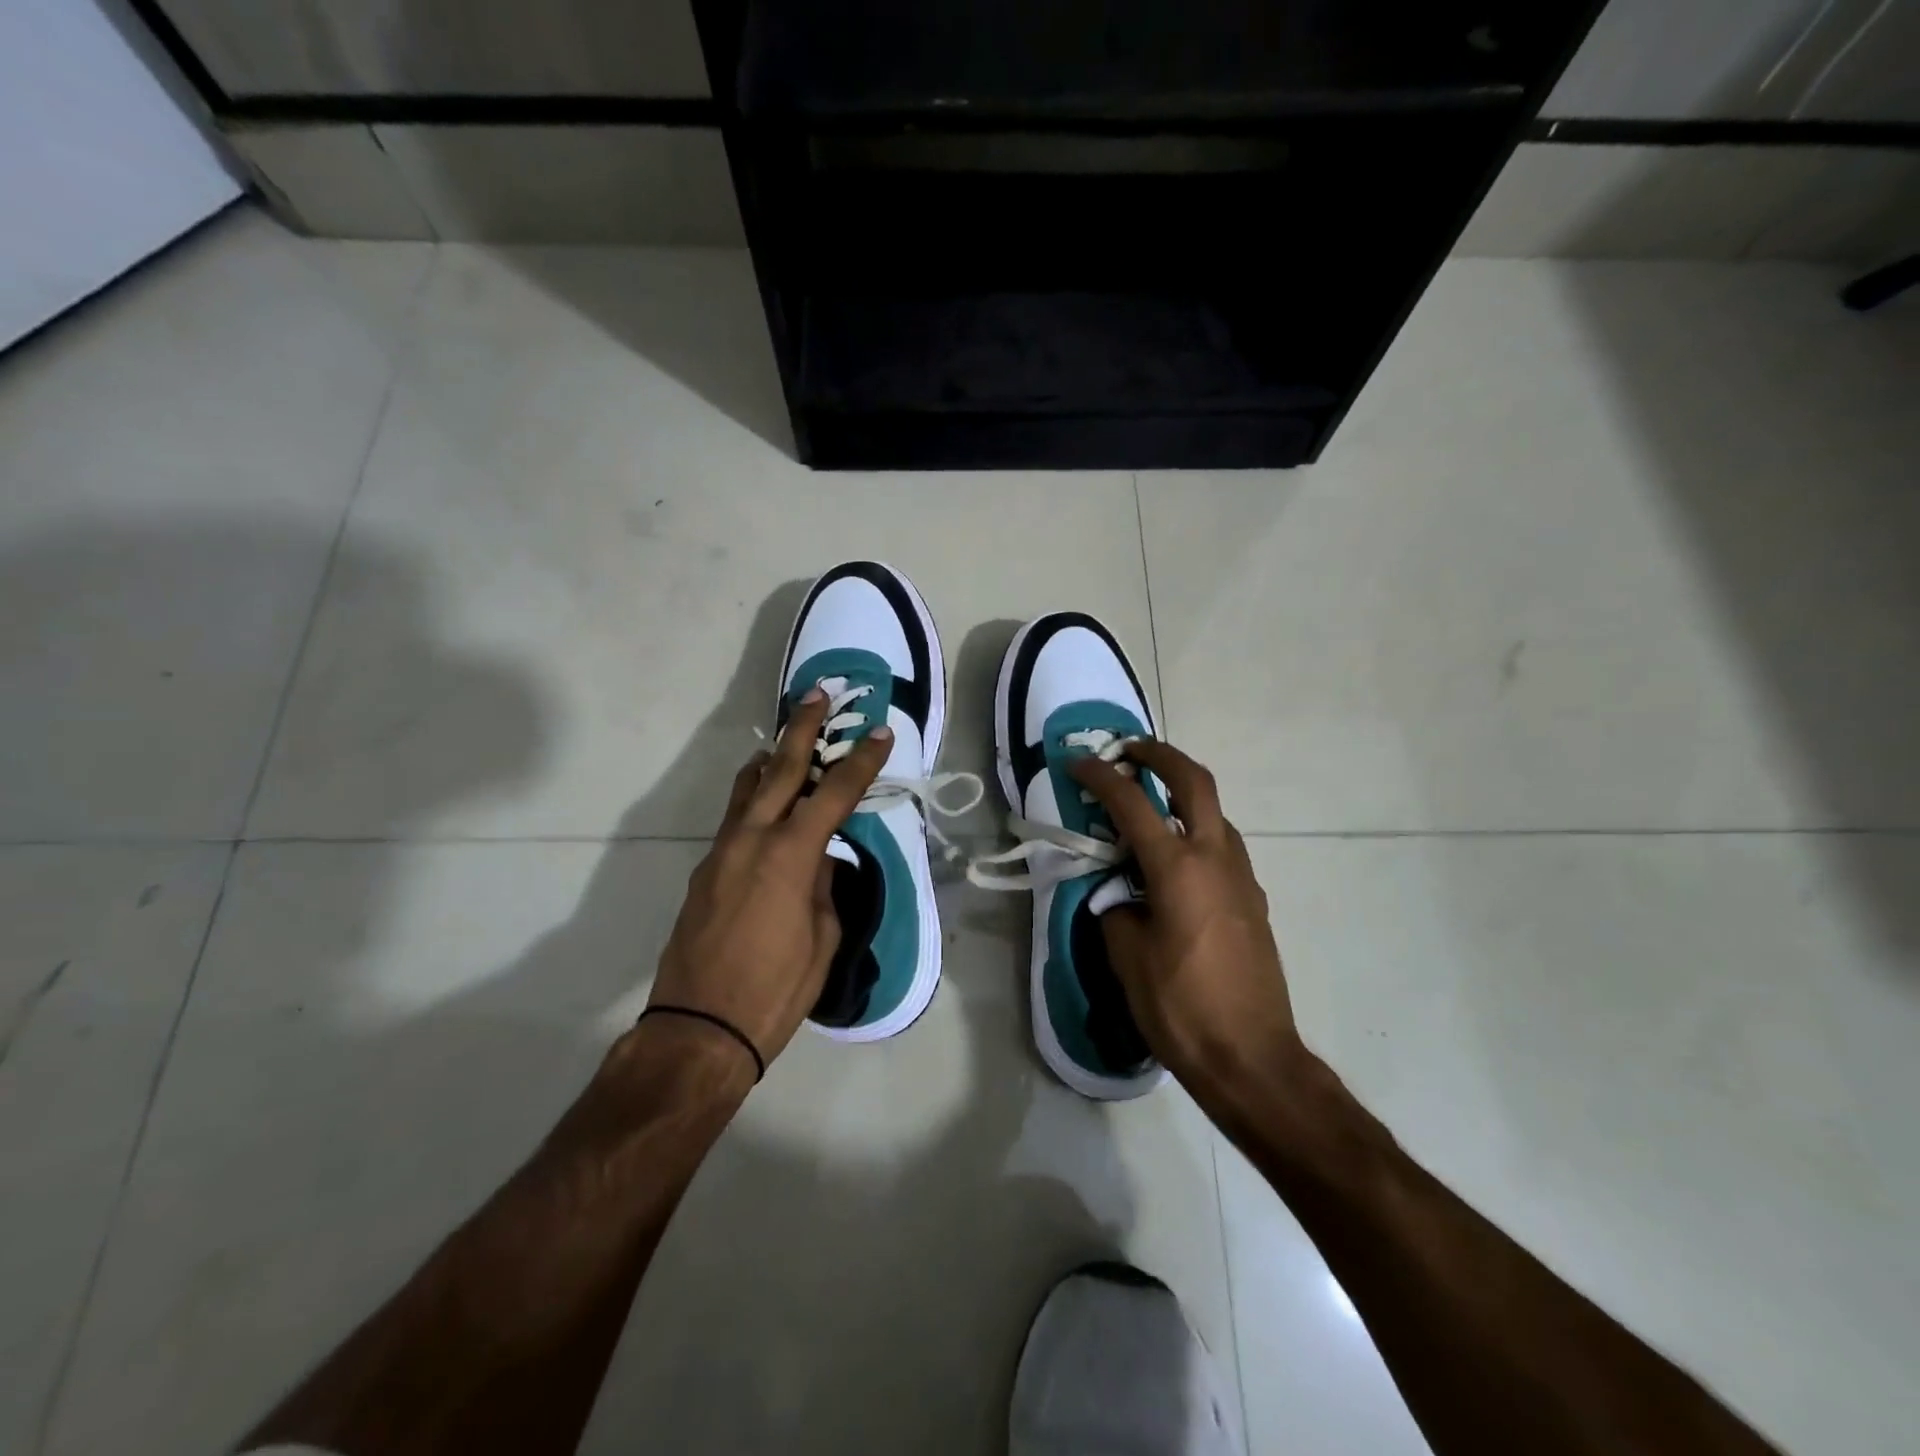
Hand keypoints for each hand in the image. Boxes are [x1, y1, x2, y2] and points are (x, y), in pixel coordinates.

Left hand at [650, 689, 889, 1072]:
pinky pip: (735, 819)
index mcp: (789, 856)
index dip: (860, 761)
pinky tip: (765, 803)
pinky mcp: (705, 871)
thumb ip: (825, 888)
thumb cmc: (775, 989)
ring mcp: (721, 853)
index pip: (833, 794)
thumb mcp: (821, 938)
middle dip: (802, 730)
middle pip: (779, 770)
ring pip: (747, 789)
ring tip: (785, 740)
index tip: (880, 734)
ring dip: (770, 759)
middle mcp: (751, 840)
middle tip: (817, 695)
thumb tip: (821, 862)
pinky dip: (754, 798)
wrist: (699, 1029)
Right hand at [1069, 740, 1303, 1113]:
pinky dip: (1195, 831)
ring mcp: (1242, 877)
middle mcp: (1216, 858)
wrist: (1252, 1057)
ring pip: (1214, 812)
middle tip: (1128, 750)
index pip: (1132, 803)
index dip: (1101, 777)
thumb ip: (1115, 907)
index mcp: (1178, 868)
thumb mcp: (1127, 956)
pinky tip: (1173, 861)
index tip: (1077, 763)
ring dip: (1181, 793)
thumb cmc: (1181, 1007)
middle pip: (1194, 781)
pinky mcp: (1253, 899)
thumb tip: (1117, 891)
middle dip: (1159, 755)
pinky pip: (1222, 846)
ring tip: (1147, 803)